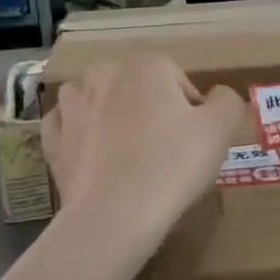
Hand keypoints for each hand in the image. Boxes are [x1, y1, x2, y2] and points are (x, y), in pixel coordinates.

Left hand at [42, 54, 241, 243]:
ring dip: (110, 115)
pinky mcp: (52, 139)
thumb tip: (217, 96)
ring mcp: (72, 106)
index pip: (178, 81)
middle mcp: (103, 74)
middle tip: (166, 150)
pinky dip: (80, 134)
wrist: (114, 215)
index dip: (192, 111)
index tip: (195, 142)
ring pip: (97, 99)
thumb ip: (227, 101)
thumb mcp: (221, 129)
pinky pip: (68, 126)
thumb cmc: (173, 164)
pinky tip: (94, 156)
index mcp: (146, 64)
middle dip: (150, 109)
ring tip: (128, 152)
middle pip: (137, 87)